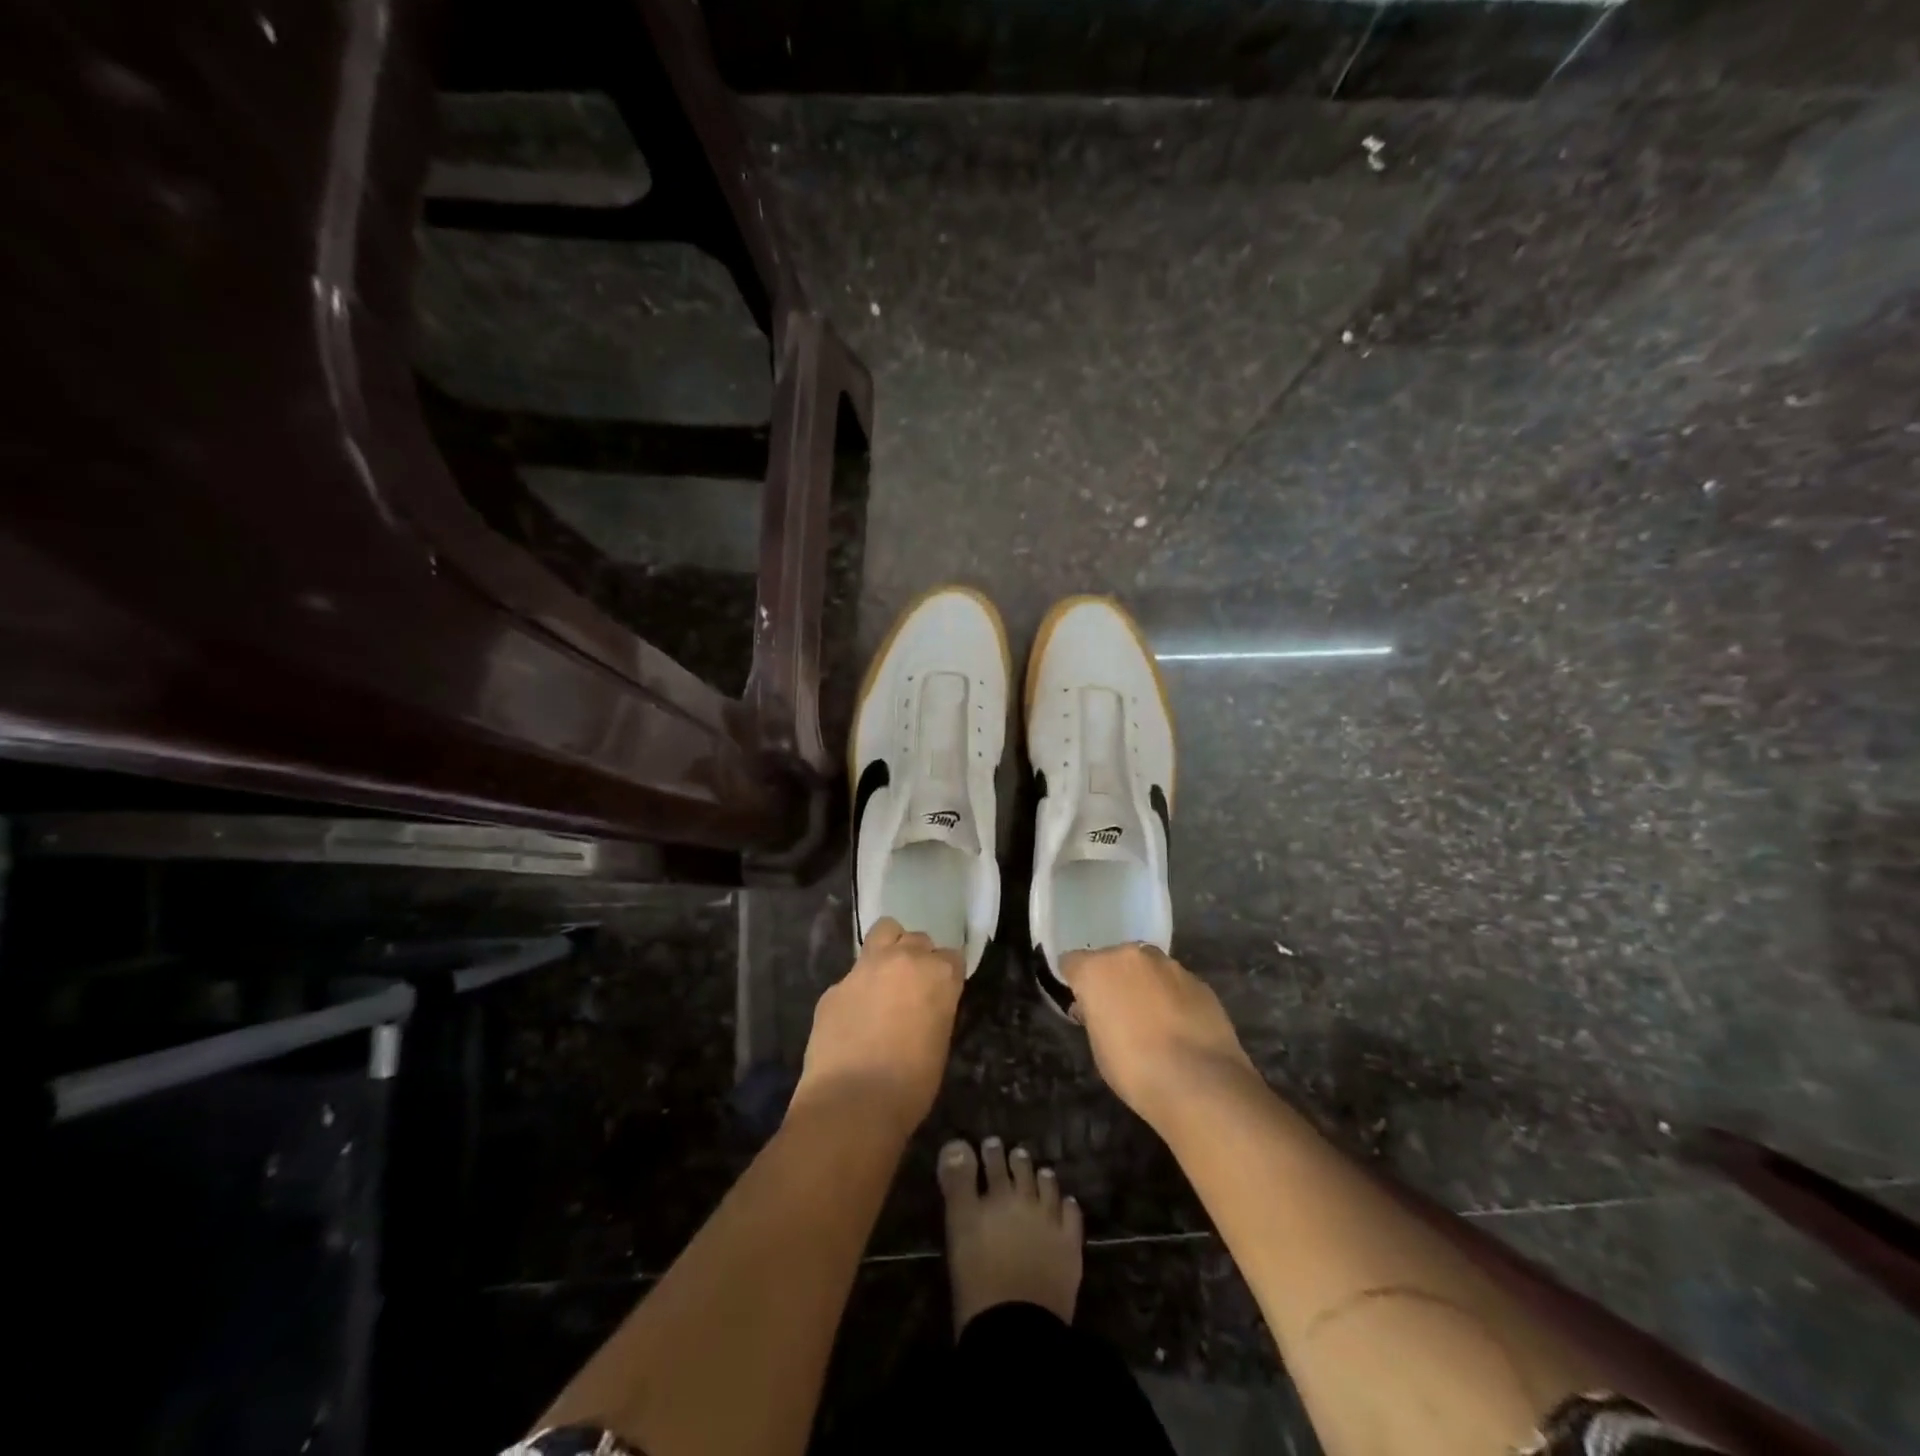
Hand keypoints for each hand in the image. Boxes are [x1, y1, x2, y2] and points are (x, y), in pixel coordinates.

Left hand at [791, 918, 962, 1136]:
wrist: (851, 1103)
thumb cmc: (910, 1085)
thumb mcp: (939, 1043)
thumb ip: (935, 1010)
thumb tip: (925, 1006)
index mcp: (938, 975)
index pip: (952, 957)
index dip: (947, 976)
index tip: (942, 993)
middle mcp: (903, 960)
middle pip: (918, 939)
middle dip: (918, 957)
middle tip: (913, 987)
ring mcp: (864, 968)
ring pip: (883, 932)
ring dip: (889, 948)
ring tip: (885, 979)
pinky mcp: (834, 986)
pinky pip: (852, 976)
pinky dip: (857, 989)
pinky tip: (854, 1018)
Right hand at [1062, 944, 1256, 1130]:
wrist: (1199, 1083)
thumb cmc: (1134, 1069)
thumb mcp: (1099, 1046)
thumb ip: (1095, 1016)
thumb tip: (1099, 1009)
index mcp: (1097, 969)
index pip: (1073, 962)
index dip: (1076, 981)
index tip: (1082, 1002)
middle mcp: (1131, 956)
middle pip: (1114, 960)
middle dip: (1114, 979)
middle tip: (1120, 1012)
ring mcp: (1169, 965)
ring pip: (1148, 968)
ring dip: (1146, 985)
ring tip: (1155, 1021)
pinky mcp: (1199, 981)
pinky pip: (1176, 983)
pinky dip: (1174, 997)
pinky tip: (1181, 1028)